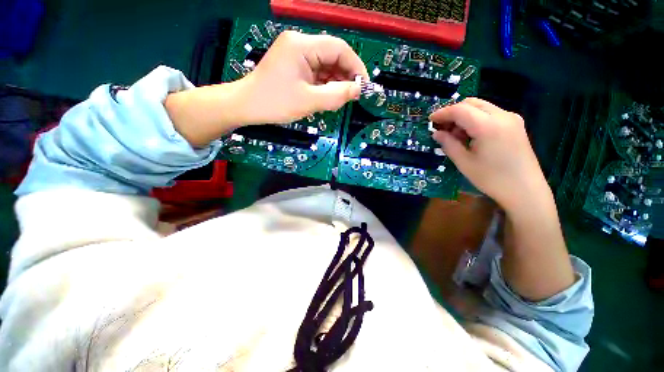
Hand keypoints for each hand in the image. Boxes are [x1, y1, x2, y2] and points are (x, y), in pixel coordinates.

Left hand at [238, 31, 368, 124]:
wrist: (247, 106)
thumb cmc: (275, 103)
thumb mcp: (309, 101)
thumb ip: (336, 95)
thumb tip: (358, 90)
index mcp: (302, 45)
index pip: (339, 49)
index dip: (355, 67)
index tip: (363, 86)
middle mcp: (300, 43)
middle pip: (333, 56)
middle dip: (345, 76)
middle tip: (351, 96)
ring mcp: (296, 54)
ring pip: (326, 65)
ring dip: (335, 82)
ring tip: (339, 99)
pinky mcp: (294, 64)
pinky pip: (317, 72)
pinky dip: (325, 84)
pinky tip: (327, 96)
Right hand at [430, 98, 549, 211]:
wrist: (526, 190)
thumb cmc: (492, 179)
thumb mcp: (464, 163)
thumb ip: (449, 144)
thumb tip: (437, 133)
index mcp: (488, 126)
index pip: (460, 110)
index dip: (442, 113)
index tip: (430, 120)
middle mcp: (502, 116)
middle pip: (471, 103)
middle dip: (453, 112)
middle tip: (441, 127)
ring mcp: (511, 118)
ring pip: (481, 107)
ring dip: (464, 116)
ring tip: (455, 135)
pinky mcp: (515, 124)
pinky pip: (490, 114)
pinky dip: (475, 119)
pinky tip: (470, 135)